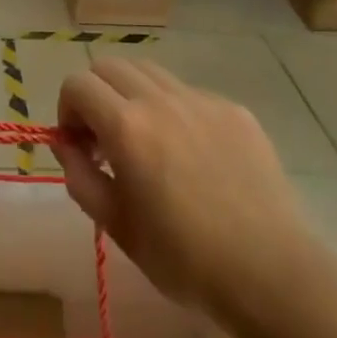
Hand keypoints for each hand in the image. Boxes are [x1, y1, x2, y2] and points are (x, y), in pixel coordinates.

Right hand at [55, 58, 309, 312]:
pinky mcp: (234, 110)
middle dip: (95, 95)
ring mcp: (202, 100)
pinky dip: (173, 110)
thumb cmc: (184, 259)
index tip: (79, 146)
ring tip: (145, 140)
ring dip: (132, 94)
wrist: (270, 272)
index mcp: (127, 127)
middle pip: (110, 66)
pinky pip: (188, 93)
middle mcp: (161, 100)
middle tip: (105, 139)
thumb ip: (80, 177)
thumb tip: (65, 144)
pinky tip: (190, 154)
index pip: (77, 84)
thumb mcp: (117, 226)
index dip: (67, 110)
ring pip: (150, 72)